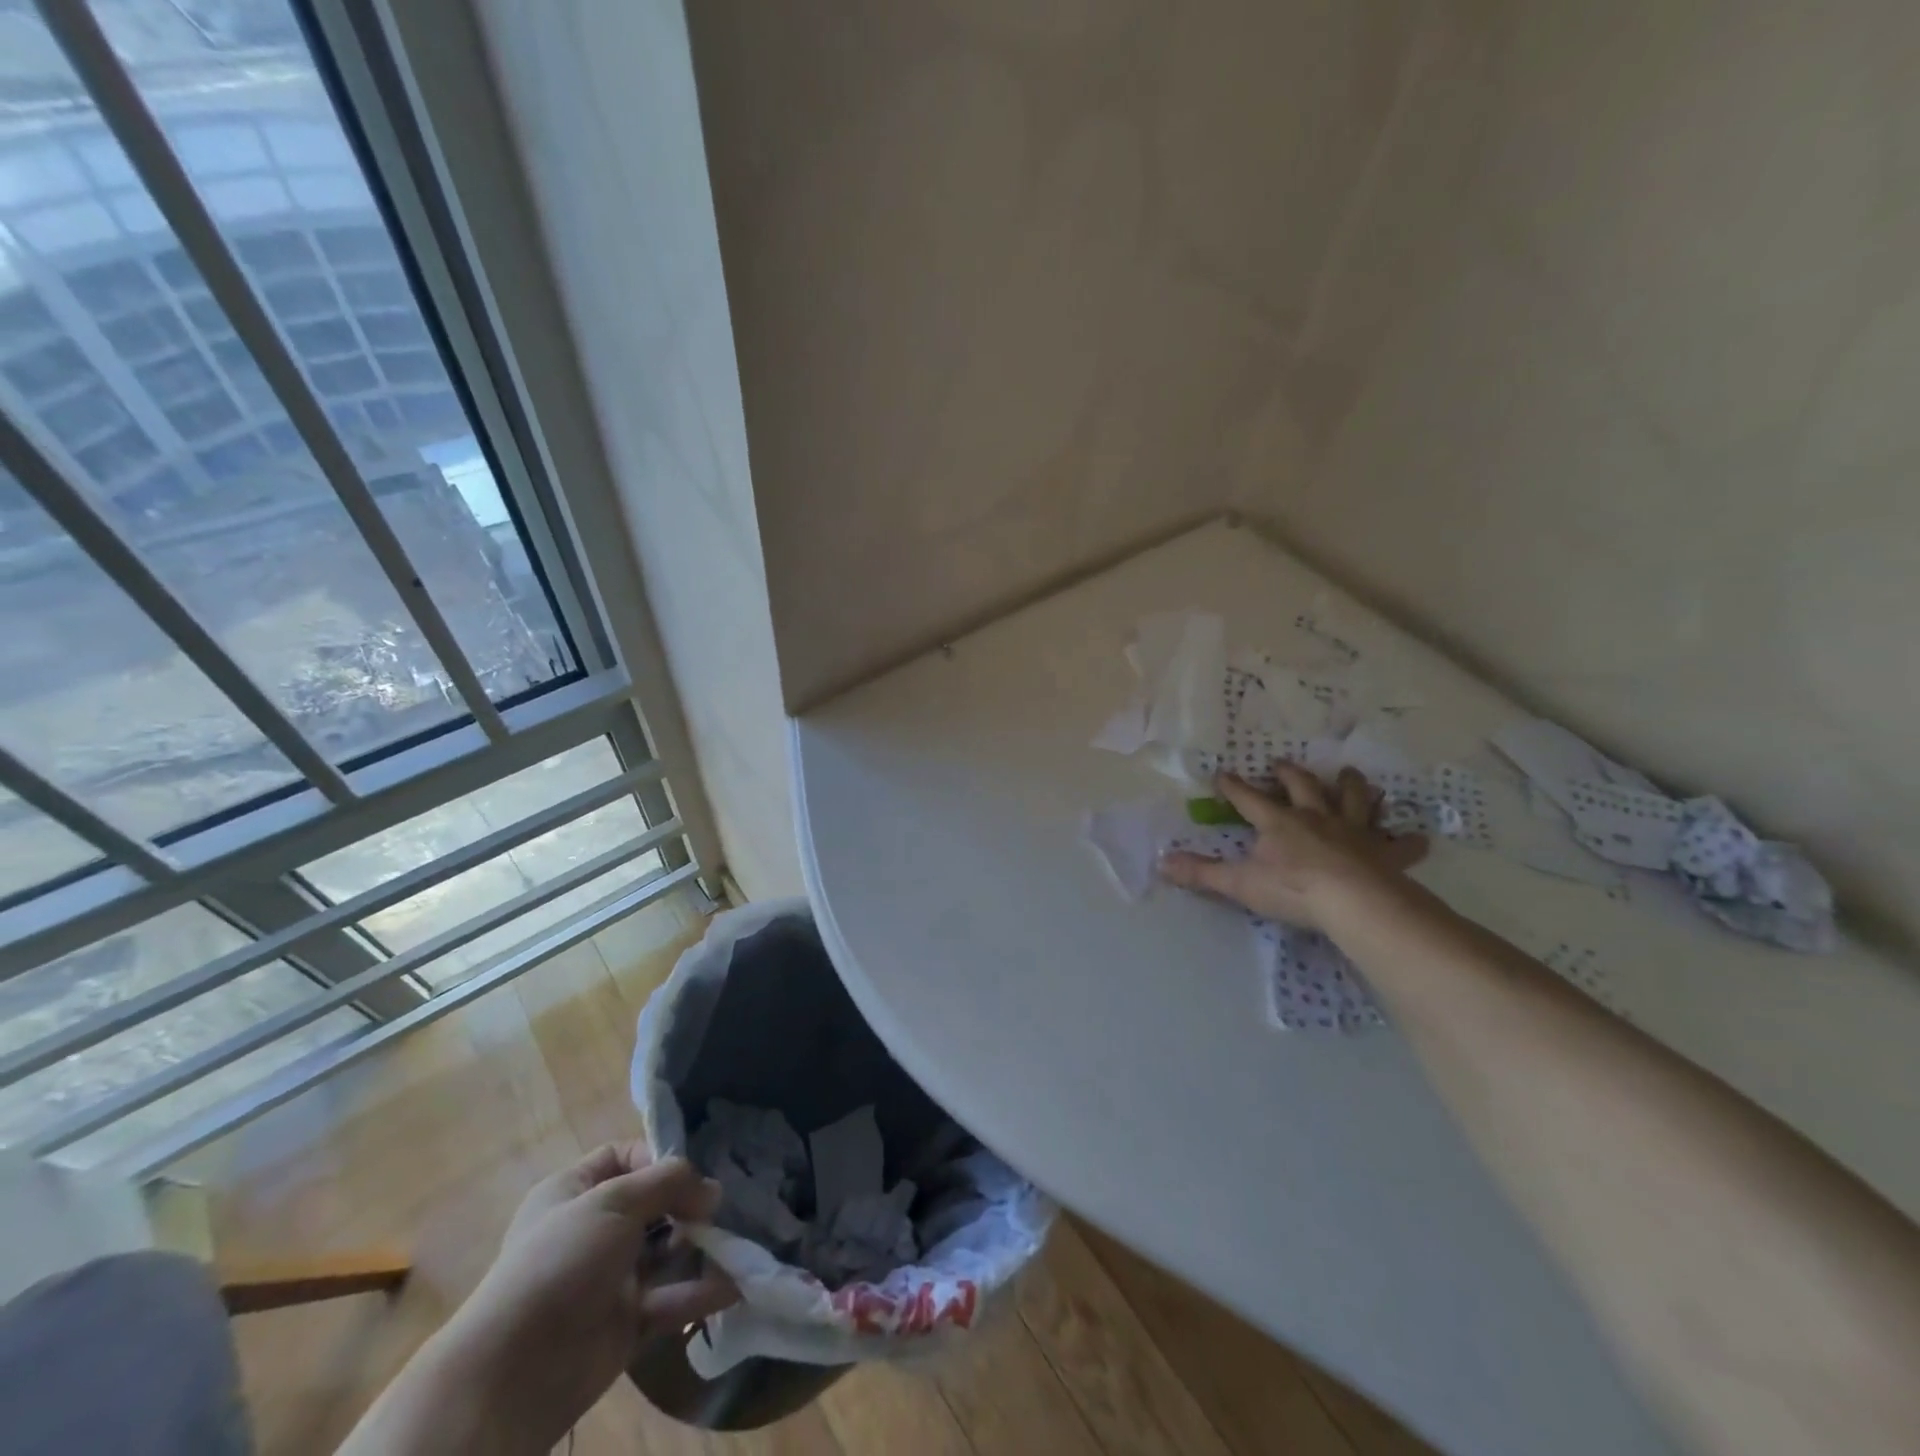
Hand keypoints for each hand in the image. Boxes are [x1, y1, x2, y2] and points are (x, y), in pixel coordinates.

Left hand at [344, 1146, 736, 1454]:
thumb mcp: (616, 1200)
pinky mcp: (624, 1323)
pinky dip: (699, 1293)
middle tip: (720, 1207)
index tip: (692, 1168)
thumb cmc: (562, 1261)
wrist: (515, 1370)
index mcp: (572, 1192)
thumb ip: (670, 1182)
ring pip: (664, 1252)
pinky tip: (734, 1285)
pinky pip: (669, 1300)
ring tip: (735, 1240)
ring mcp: (607, 1279)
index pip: (622, 1156)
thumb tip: (712, 1190)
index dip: (657, 1156)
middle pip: (651, 1204)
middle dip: (688, 1202)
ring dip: (699, 1246)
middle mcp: (590, 1231)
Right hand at [1159, 764, 1427, 929]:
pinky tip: (1420, 838)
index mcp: (1278, 823)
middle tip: (1283, 764)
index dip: (1234, 787)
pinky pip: (1400, 844)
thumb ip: (1201, 873)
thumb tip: (1161, 863)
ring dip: (1350, 787)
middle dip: (1291, 775)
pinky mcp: (1384, 853)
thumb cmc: (1293, 889)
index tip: (1222, 774)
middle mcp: (1315, 818)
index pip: (1249, 799)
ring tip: (1349, 774)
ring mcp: (1353, 832)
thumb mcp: (1239, 883)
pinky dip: (1409, 841)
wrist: (1355, 902)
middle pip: (1303, 788)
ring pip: (1352, 801)